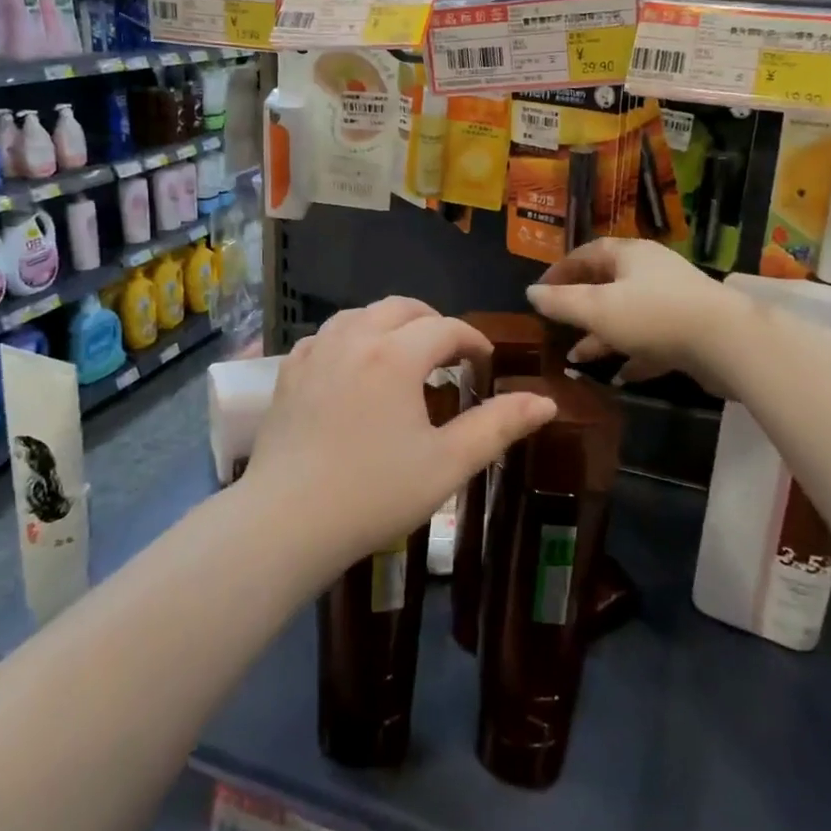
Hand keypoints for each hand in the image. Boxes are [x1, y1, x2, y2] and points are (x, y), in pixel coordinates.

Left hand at [244, 298, 556, 569]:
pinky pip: (327, 335)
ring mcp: (316, 353)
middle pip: (401, 308)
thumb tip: (544, 401)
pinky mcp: (289, 373)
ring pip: (361, 314)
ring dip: (390, 324)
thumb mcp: (448, 464)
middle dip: (432, 322)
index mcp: (395, 355)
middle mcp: (354, 339)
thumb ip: (498, 426)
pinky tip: (354, 365)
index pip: (446, 328)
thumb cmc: (374, 493)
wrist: (286, 522)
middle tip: (449, 353)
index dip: (472, 340)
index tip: (485, 362)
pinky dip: (351, 337)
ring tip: (405, 353)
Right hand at [526, 239, 742, 389]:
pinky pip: (651, 340)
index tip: (539, 291)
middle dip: (579, 307)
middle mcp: (651, 272)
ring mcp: (672, 301)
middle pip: (607, 284)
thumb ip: (561, 302)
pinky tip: (619, 376)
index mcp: (629, 255)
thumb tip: (530, 292)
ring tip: (577, 358)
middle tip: (557, 326)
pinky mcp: (689, 331)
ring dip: (602, 336)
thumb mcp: (597, 309)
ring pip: (627, 316)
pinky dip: (632, 354)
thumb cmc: (653, 316)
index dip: (560, 270)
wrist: (727, 342)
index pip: (587, 253)